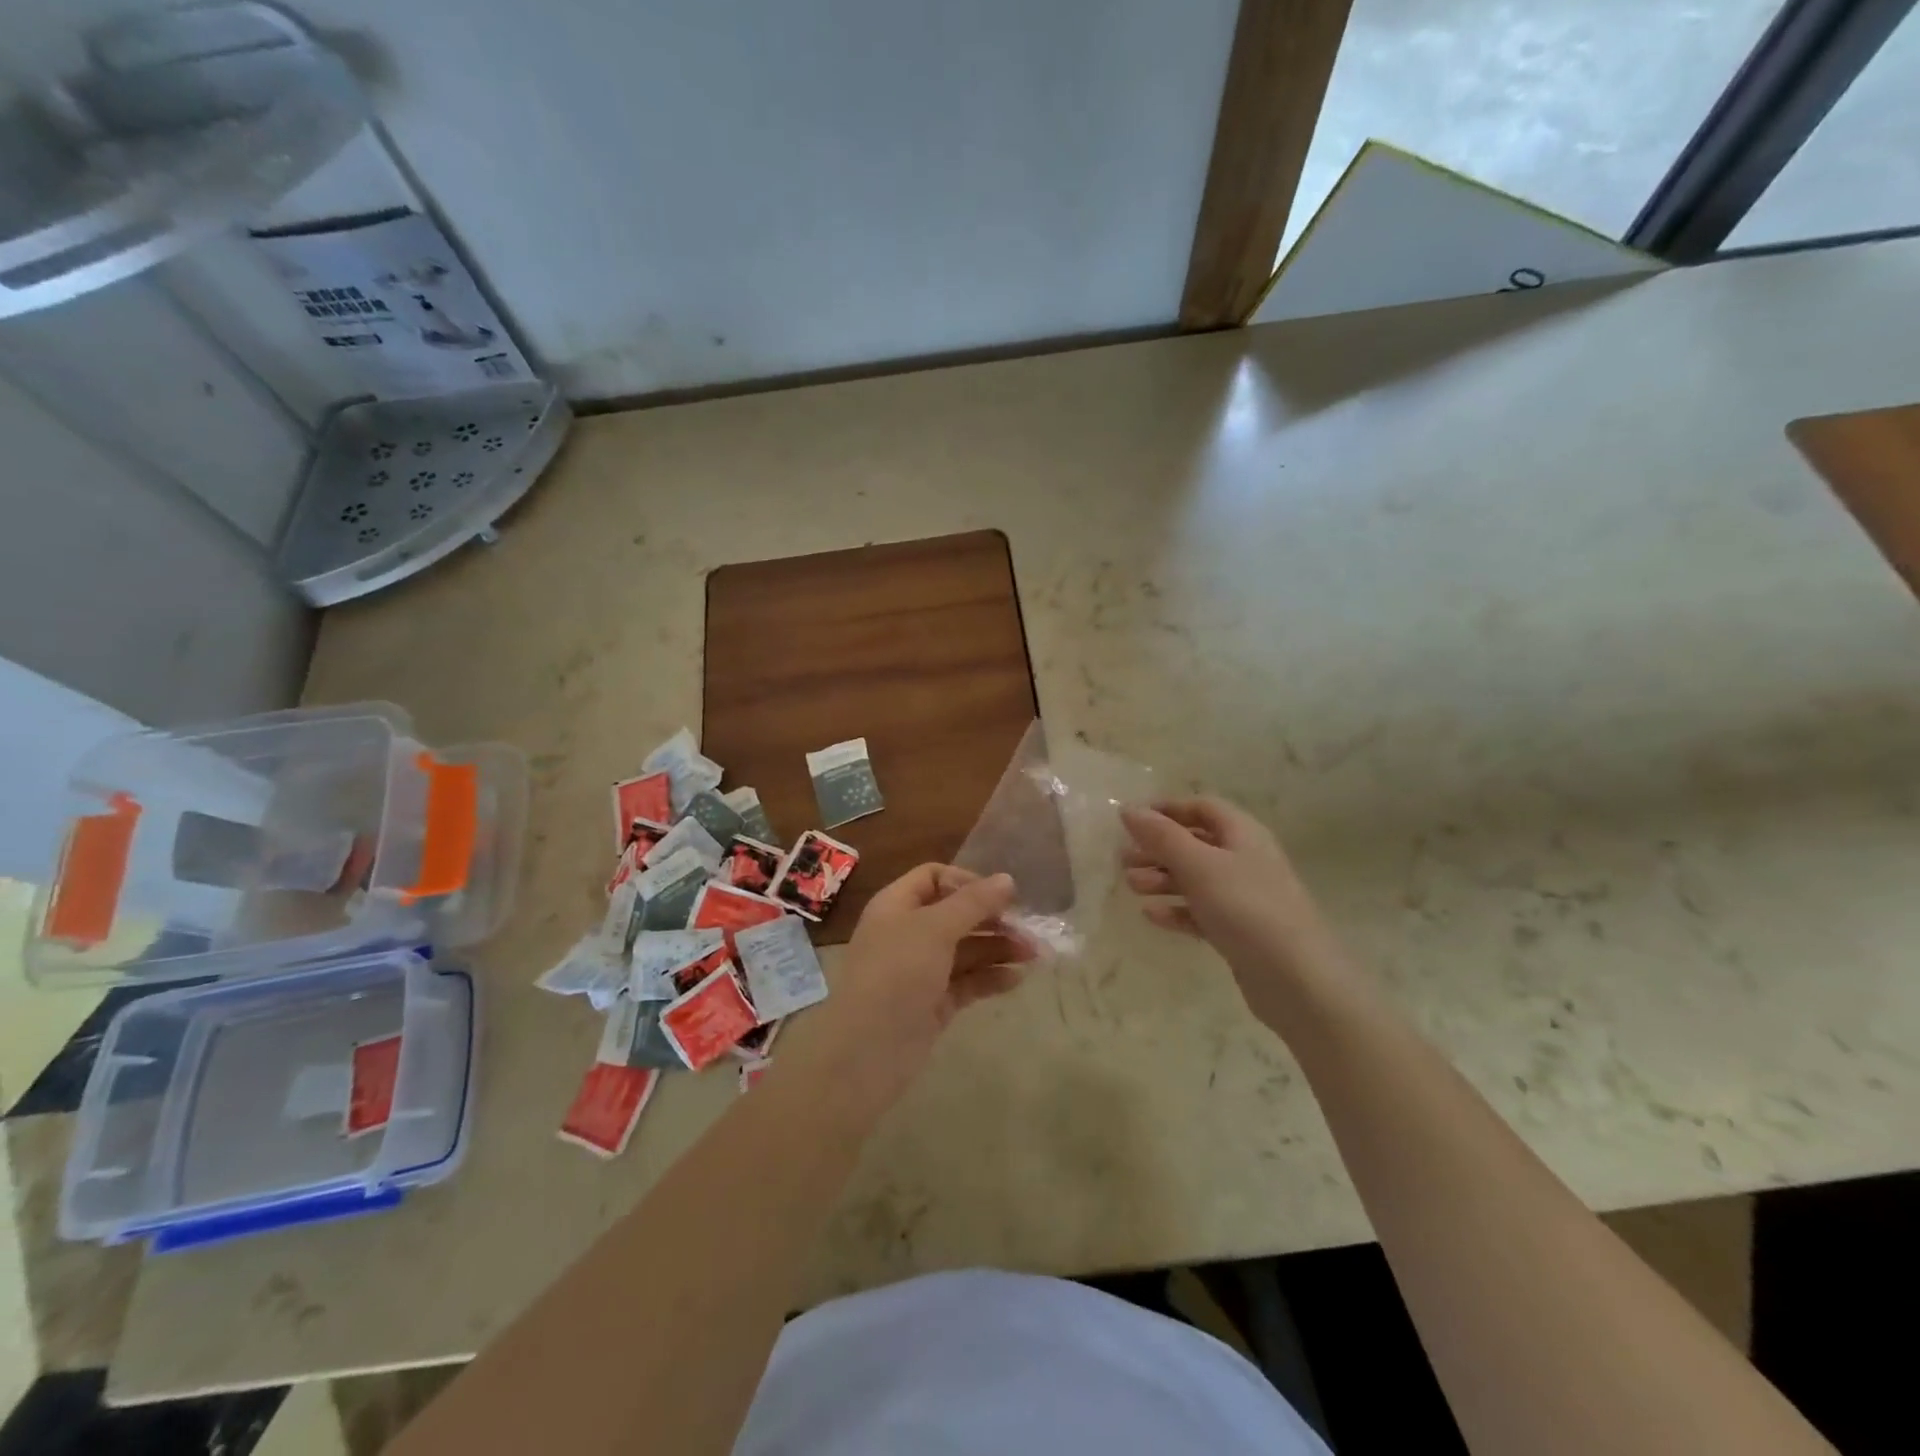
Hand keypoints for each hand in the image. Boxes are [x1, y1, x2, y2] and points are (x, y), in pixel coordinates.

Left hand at [798, 865, 1033, 1098]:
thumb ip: (973, 903)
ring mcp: (920, 970)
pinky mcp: (933, 1003)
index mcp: (896, 906)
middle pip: (955, 914)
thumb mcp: (934, 929)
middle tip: (1028, 930)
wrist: (867, 1052)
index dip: (967, 881)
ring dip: (998, 948)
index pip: (934, 878)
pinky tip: (1017, 979)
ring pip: (965, 950)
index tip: (1000, 896)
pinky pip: (967, 982)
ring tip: (1034, 955)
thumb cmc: (897, 974)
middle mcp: (907, 933)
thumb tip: (1007, 879)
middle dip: (992, 919)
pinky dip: (990, 977)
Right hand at [1121, 797, 1336, 991]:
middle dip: (1158, 848)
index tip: (1132, 820)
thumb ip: (1162, 836)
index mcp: (1243, 834)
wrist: (1297, 980)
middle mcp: (1246, 859)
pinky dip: (1177, 910)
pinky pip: (1202, 911)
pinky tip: (1152, 916)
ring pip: (1196, 879)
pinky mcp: (1240, 931)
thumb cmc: (1246, 908)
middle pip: (1195, 843)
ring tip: (1132, 886)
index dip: (1168, 809)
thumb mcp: (1198, 865)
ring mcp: (1245, 897)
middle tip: (1122, 859)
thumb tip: (1128, 809)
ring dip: (1162, 878)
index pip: (1202, 808)